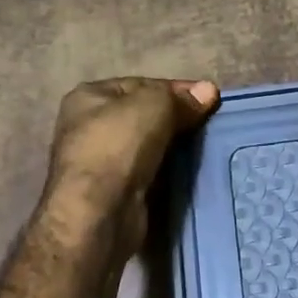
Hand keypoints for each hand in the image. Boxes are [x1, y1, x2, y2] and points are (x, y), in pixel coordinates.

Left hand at [43, 76, 219, 257]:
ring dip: (173, 147)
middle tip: (208, 124)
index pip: (140, 85)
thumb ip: (180, 98)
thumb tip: (208, 91)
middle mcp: (88, 127)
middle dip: (175, 119)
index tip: (209, 99)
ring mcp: (99, 162)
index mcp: (89, 97)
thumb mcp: (154, 105)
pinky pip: (147, 173)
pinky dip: (166, 171)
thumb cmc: (119, 145)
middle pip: (142, 116)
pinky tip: (188, 172)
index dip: (175, 90)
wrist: (99, 212)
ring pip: (146, 146)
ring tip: (205, 147)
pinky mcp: (113, 192)